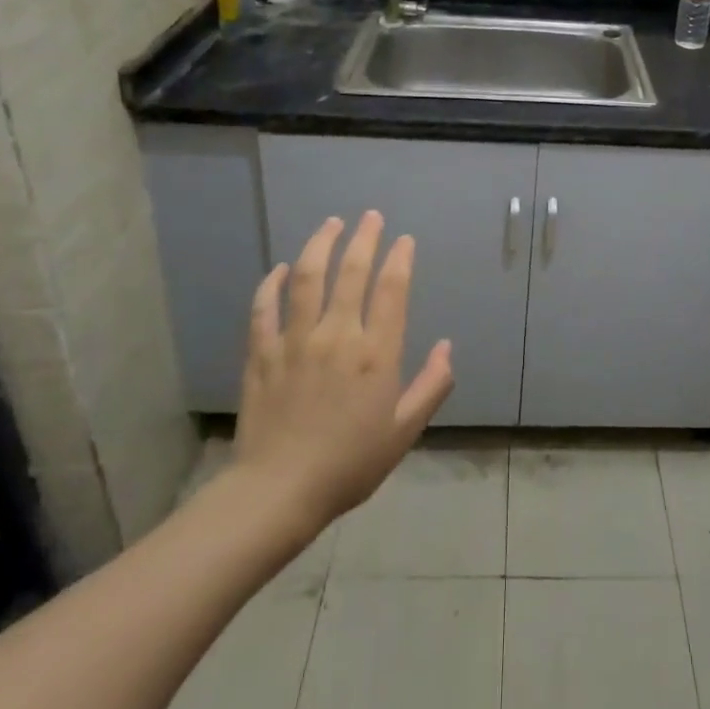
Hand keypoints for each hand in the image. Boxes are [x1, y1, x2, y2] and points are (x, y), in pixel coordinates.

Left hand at [228, 212, 453, 528]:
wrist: (280, 491)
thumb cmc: (350, 463)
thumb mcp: (405, 431)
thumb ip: (431, 386)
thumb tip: (447, 347)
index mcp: (375, 353)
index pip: (392, 290)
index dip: (400, 259)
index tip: (404, 240)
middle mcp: (337, 335)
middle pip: (350, 271)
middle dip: (364, 238)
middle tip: (370, 216)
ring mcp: (295, 340)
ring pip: (307, 277)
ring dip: (320, 244)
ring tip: (331, 223)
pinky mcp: (262, 353)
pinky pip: (264, 308)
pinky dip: (271, 284)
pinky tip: (279, 269)